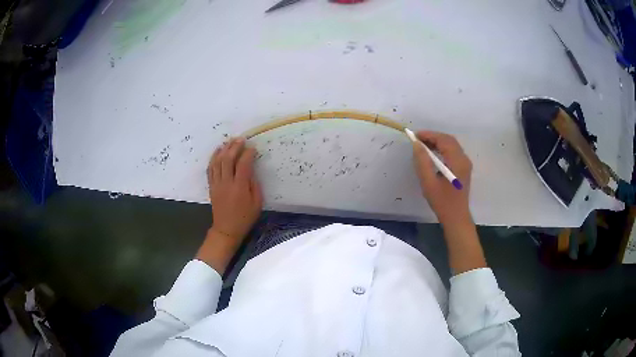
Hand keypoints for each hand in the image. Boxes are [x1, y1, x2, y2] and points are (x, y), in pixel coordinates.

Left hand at [208, 137, 262, 240]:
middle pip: (228, 159)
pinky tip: (217, 151)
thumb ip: (254, 185)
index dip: (248, 153)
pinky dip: (213, 158)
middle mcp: (226, 183)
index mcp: (240, 187)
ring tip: (229, 141)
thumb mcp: (257, 203)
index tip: (253, 148)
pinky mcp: (211, 186)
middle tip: (240, 139)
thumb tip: (251, 171)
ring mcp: (217, 184)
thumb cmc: (245, 218)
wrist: (226, 229)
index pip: (243, 164)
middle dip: (234, 147)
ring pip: (217, 162)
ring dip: (223, 149)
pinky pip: (210, 169)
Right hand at [412, 131, 485, 273]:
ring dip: (438, 142)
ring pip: (452, 145)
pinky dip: (442, 149)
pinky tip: (433, 154)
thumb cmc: (442, 202)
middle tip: (418, 139)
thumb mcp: (428, 183)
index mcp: (457, 162)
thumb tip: (416, 144)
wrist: (456, 218)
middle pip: (449, 140)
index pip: (444, 140)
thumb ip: (422, 162)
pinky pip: (453, 152)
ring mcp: (465, 164)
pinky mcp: (464, 168)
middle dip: (433, 137)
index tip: (415, 135)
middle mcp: (464, 159)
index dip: (429, 135)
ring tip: (423, 145)